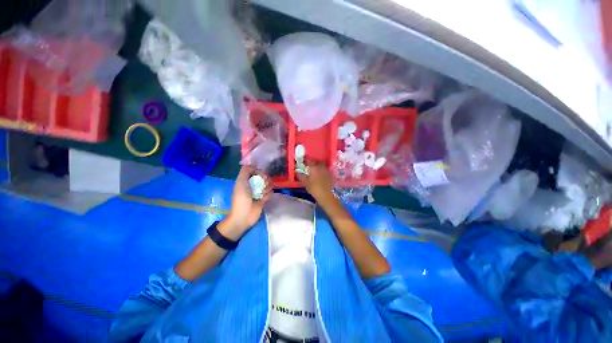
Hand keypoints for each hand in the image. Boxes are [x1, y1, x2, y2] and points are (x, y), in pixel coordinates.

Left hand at [220, 166, 272, 239]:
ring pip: (269, 184)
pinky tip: (263, 199)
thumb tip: (253, 166)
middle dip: (265, 179)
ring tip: (262, 193)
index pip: (256, 171)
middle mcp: (253, 185)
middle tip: (263, 184)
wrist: (244, 216)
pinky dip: (268, 195)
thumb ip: (245, 172)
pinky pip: (271, 193)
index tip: (261, 175)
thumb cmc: (241, 199)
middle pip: (264, 177)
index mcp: (246, 180)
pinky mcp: (264, 199)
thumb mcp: (240, 183)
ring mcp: (259, 192)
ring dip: (267, 188)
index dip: (260, 172)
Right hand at [296, 161, 335, 204]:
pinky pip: (325, 169)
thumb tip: (297, 172)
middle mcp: (321, 167)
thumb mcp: (306, 183)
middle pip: (317, 161)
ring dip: (318, 166)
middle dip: (313, 162)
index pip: (309, 161)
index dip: (306, 160)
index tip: (303, 161)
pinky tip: (321, 174)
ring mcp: (327, 170)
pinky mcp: (330, 174)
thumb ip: (301, 176)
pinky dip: (323, 170)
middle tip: (309, 165)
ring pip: (322, 165)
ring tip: (315, 169)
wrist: (326, 195)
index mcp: (314, 168)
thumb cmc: (314, 189)